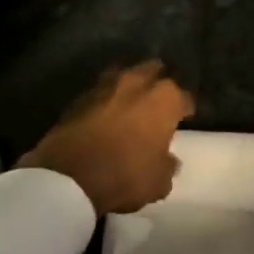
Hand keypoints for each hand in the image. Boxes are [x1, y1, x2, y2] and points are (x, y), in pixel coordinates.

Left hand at [19, 62, 194, 215]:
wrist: (67, 176)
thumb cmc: (125, 174)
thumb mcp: (158, 182)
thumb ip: (168, 166)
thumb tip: (169, 160)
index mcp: (164, 98)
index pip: (184, 97)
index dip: (185, 109)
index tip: (185, 117)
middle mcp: (137, 82)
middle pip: (154, 71)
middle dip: (159, 83)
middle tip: (159, 102)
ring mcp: (105, 86)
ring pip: (125, 75)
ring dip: (130, 87)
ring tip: (132, 103)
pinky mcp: (79, 97)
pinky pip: (101, 93)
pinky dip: (106, 101)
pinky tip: (106, 115)